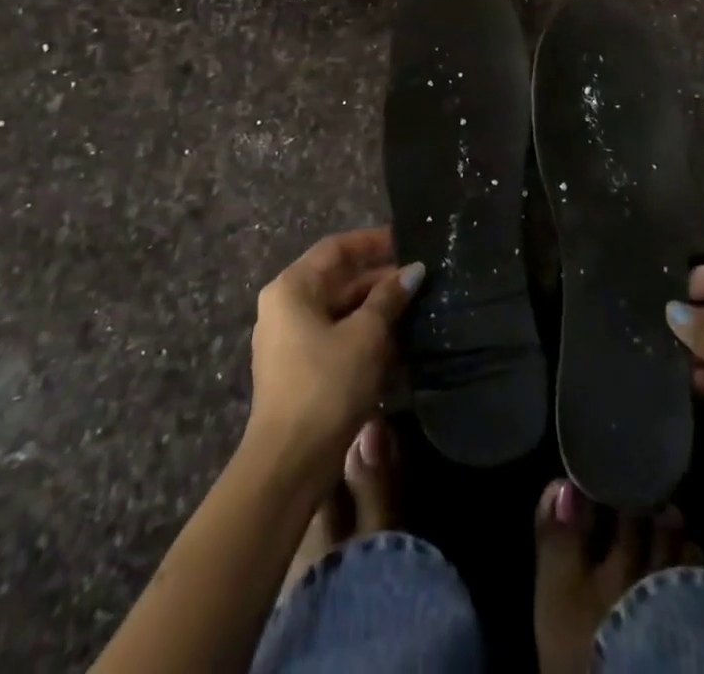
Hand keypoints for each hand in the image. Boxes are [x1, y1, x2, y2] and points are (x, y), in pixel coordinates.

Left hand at [246, 228, 422, 474]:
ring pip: (338, 310)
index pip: (336, 248)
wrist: (290, 463)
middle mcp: (284, 307)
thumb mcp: (366, 334)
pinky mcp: (298, 370)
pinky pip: (335, 336)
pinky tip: (396, 341)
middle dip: (378, 279)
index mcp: (292, 288)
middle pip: (337, 279)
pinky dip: (363, 334)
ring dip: (374, 308)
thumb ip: (389, 297)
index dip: (372, 241)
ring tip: (414, 308)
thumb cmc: (326, 384)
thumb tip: (413, 270)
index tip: (406, 241)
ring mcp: (288, 340)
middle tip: (419, 279)